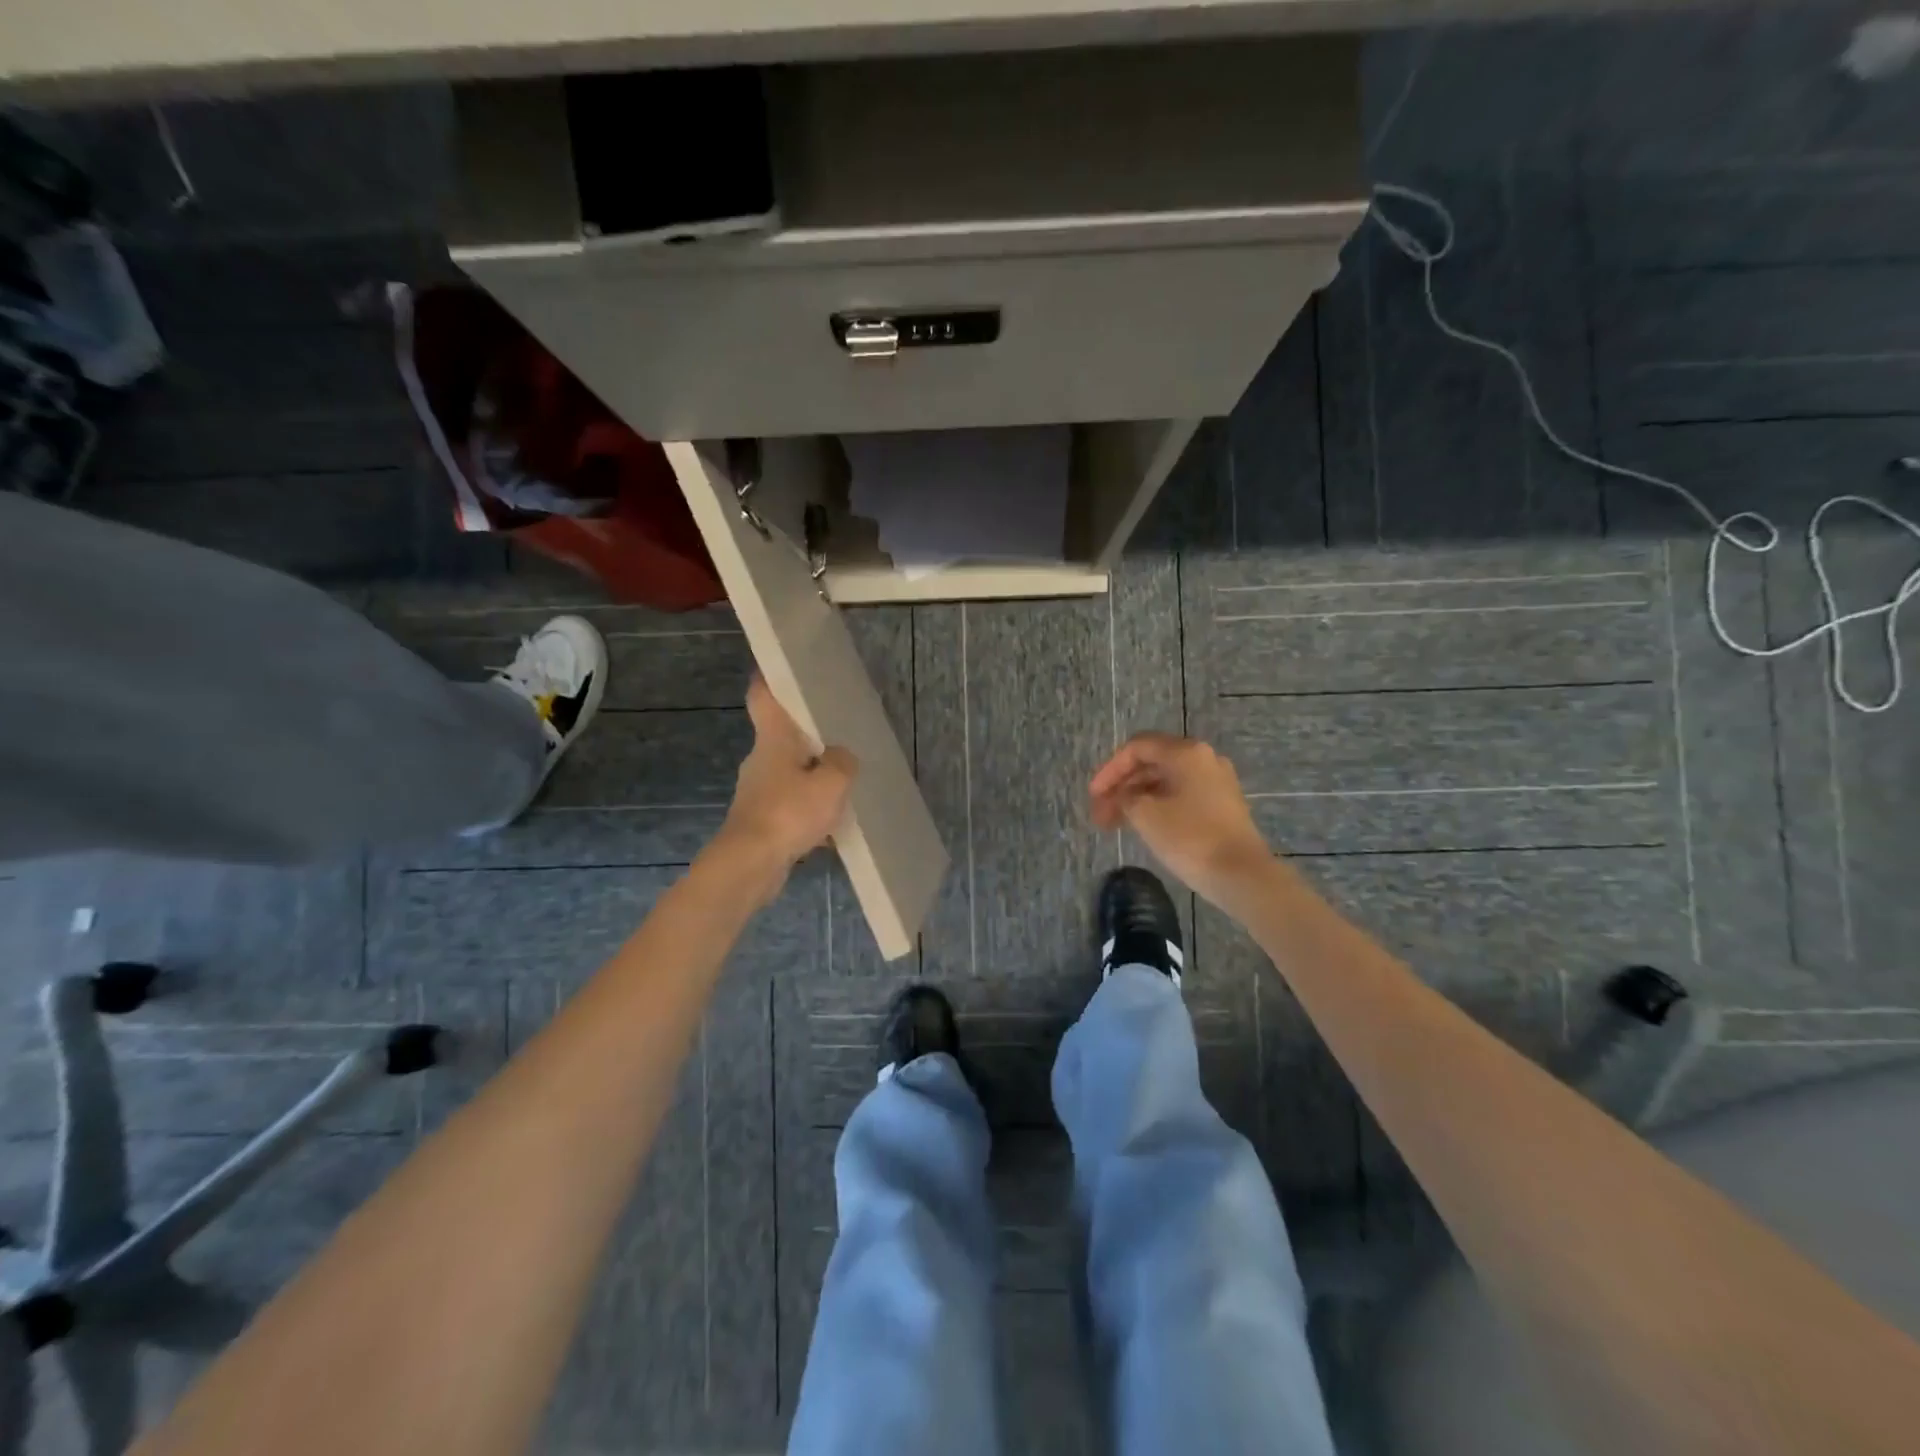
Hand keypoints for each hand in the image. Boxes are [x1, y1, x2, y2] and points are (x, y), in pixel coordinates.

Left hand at [713, 678, 856, 900]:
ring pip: (787, 773)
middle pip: (781, 737)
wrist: (750, 864)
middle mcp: (760, 760)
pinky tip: (829, 823)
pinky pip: (788, 805)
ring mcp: (756, 792)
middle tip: (837, 734)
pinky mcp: (759, 820)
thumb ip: (843, 763)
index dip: (768, 678)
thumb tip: (842, 757)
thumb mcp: (832, 782)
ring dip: (810, 776)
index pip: (762, 697)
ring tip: (841, 782)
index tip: (777, 666)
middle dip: (806, 736)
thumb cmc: (789, 812)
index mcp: (772, 739)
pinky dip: (806, 808)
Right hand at [1089, 733, 1274, 908]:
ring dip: (1137, 798)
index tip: (1093, 796)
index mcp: (1186, 752)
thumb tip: (1124, 796)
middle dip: (1121, 786)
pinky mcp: (1222, 804)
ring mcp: (1216, 782)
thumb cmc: (1190, 838)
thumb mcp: (1145, 815)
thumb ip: (1125, 797)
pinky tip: (1142, 826)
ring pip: (1165, 781)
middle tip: (1100, 813)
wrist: (1242, 874)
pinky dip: (1157, 805)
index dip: (1109, 769)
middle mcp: (1203, 759)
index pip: (1137, 747)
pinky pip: (1181, 795)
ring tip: (1115, 824)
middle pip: (1152, 762)